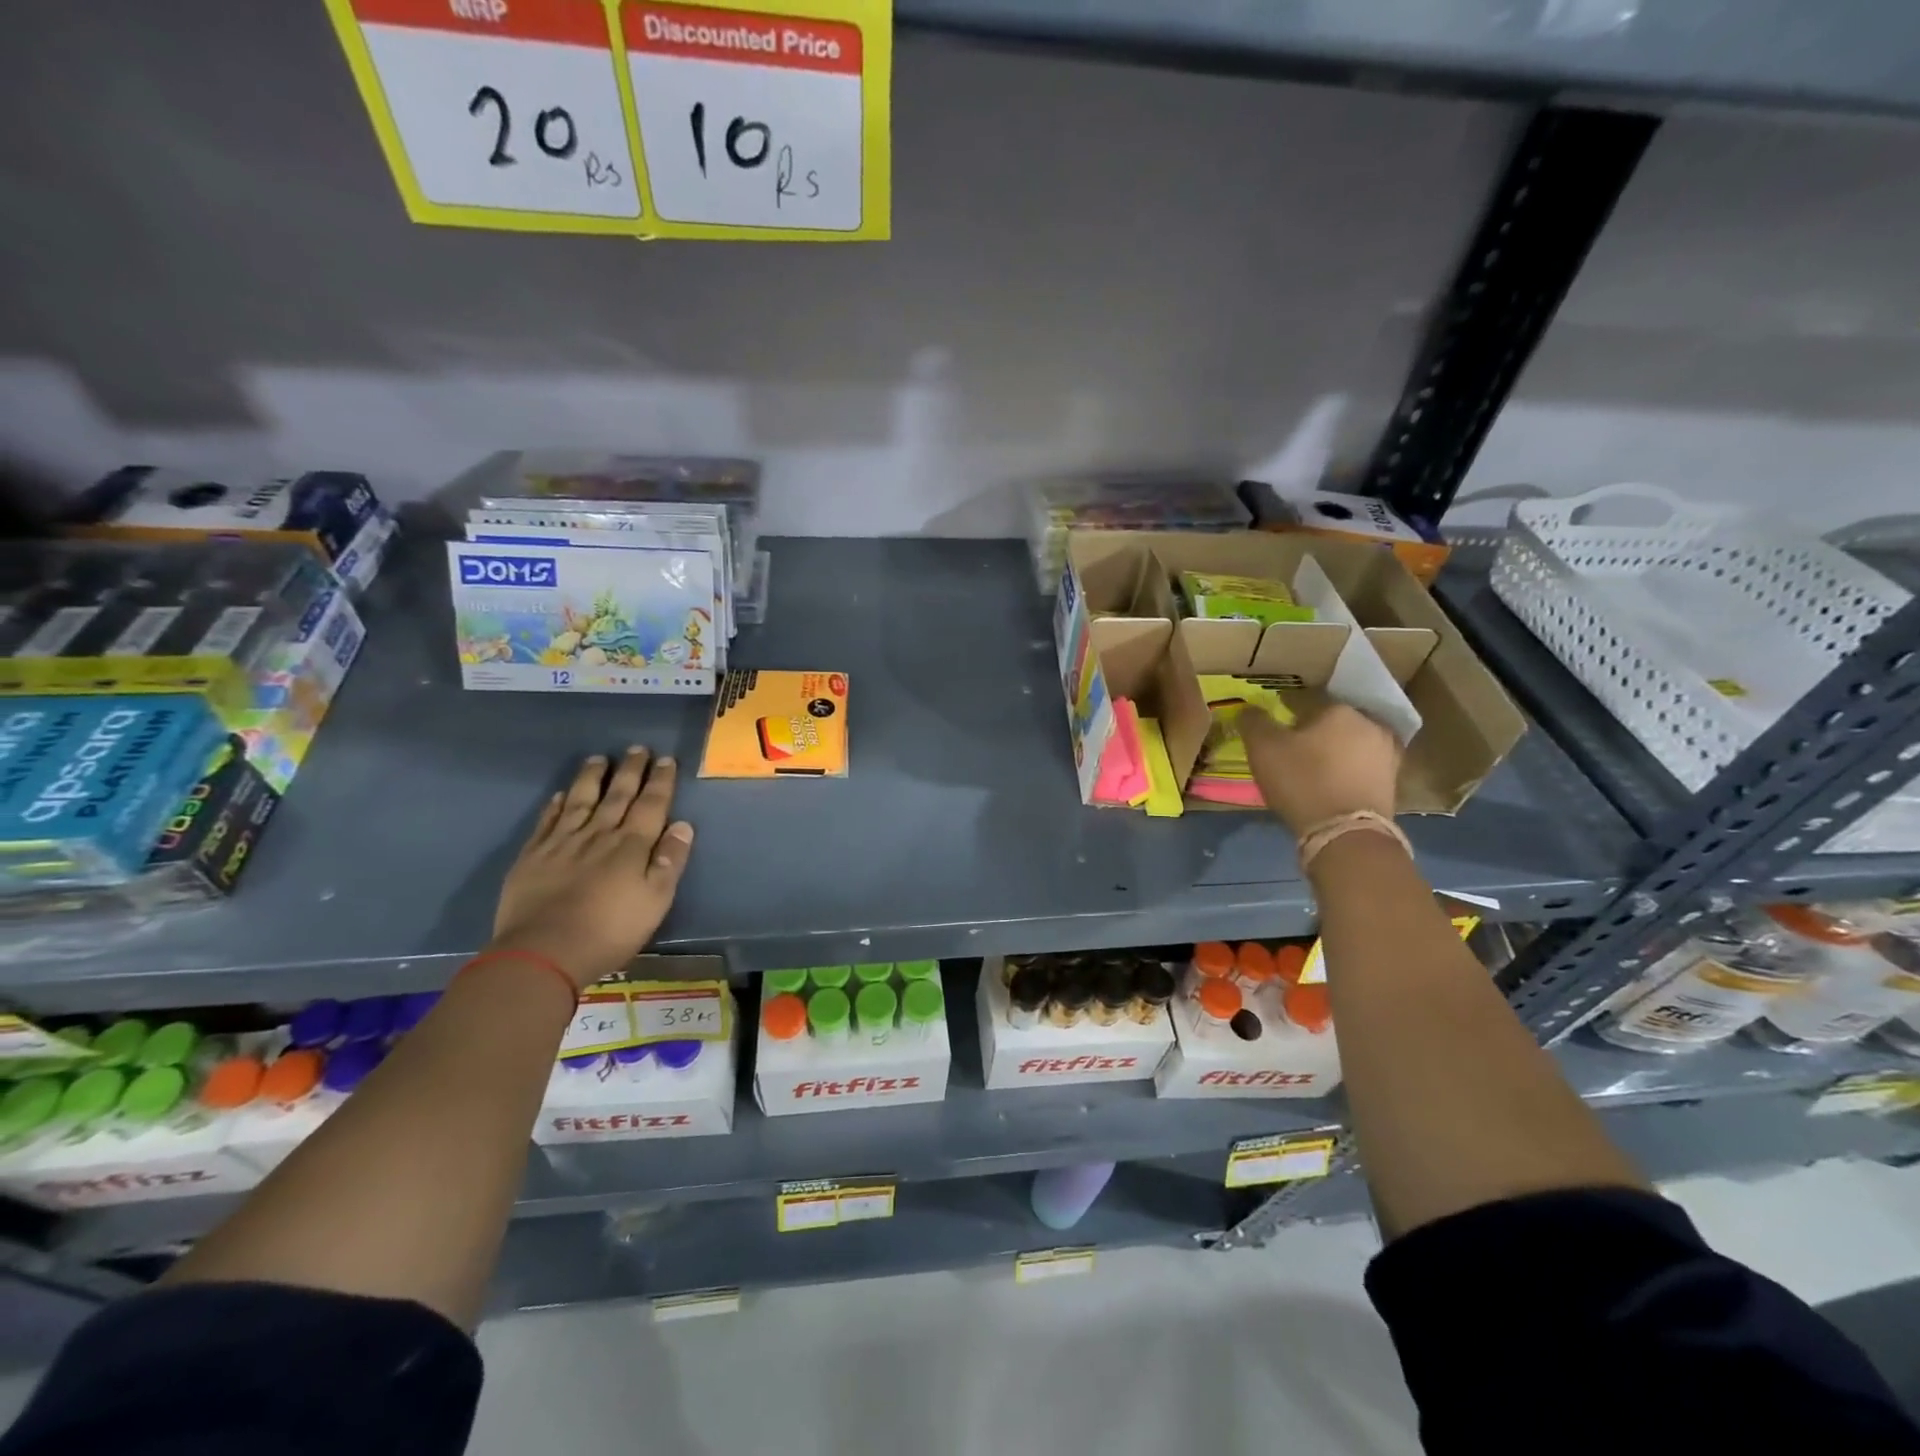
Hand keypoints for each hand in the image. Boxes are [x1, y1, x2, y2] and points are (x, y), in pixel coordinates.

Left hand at [491, 748, 694, 988]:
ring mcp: (562, 842)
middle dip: (630, 770)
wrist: (543, 951)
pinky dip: (556, 805)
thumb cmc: (610, 930)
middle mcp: (599, 834)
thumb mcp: (656, 901)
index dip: (660, 781)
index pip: (651, 804)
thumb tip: (682, 825)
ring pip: (580, 800)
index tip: (665, 759)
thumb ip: (669, 861)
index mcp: (632, 845)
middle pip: (617, 795)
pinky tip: (560, 795)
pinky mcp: (533, 856)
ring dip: (592, 778)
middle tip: (637, 748)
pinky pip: (547, 821)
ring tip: (599, 758)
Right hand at [1238, 702, 1400, 838]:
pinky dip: (1347, 770)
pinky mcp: (1393, 781)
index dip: (1285, 711)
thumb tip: (1249, 708)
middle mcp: (1370, 723)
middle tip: (1293, 747)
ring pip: (1351, 743)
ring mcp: (1387, 752)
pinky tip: (1331, 783)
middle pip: (1333, 721)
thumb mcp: (1263, 748)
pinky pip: (1363, 766)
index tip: (1273, 727)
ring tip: (1313, 767)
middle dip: (1314, 730)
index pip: (1305, 701)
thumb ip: (1254, 722)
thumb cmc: (1302, 781)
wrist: (1346, 832)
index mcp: (1339, 709)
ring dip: (1334, 750)